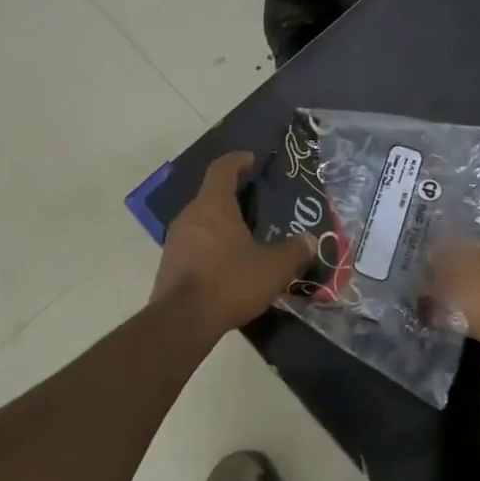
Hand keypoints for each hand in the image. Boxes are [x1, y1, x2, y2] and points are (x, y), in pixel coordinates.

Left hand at [151, 152, 315, 335]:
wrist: (182, 321)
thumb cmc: (230, 282)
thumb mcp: (273, 268)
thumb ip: (294, 251)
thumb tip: (310, 240)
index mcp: (213, 205)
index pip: (222, 169)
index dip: (237, 160)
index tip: (250, 159)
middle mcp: (189, 215)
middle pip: (210, 195)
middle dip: (231, 195)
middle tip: (254, 204)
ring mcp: (174, 239)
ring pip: (200, 220)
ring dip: (219, 222)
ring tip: (243, 235)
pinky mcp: (168, 263)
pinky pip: (192, 243)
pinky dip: (209, 245)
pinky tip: (226, 263)